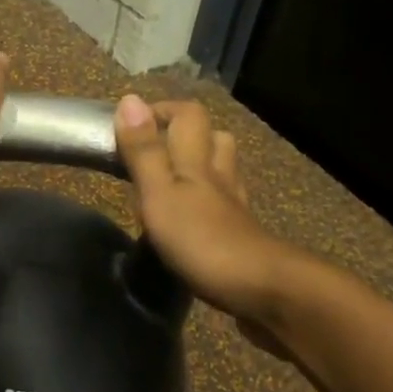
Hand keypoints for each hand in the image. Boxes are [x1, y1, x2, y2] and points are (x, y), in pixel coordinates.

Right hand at [115, 96, 322, 356]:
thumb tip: (129, 99)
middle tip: (152, 150)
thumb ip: (144, 152)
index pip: (188, 116)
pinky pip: (225, 206)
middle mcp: (220, 177)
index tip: (129, 124)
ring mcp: (234, 208)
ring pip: (222, 171)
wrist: (263, 292)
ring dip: (200, 165)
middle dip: (185, 134)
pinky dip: (208, 202)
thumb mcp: (160, 194)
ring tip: (170, 179)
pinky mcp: (241, 237)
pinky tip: (192, 218)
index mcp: (197, 162)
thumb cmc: (202, 240)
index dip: (161, 111)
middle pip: (213, 139)